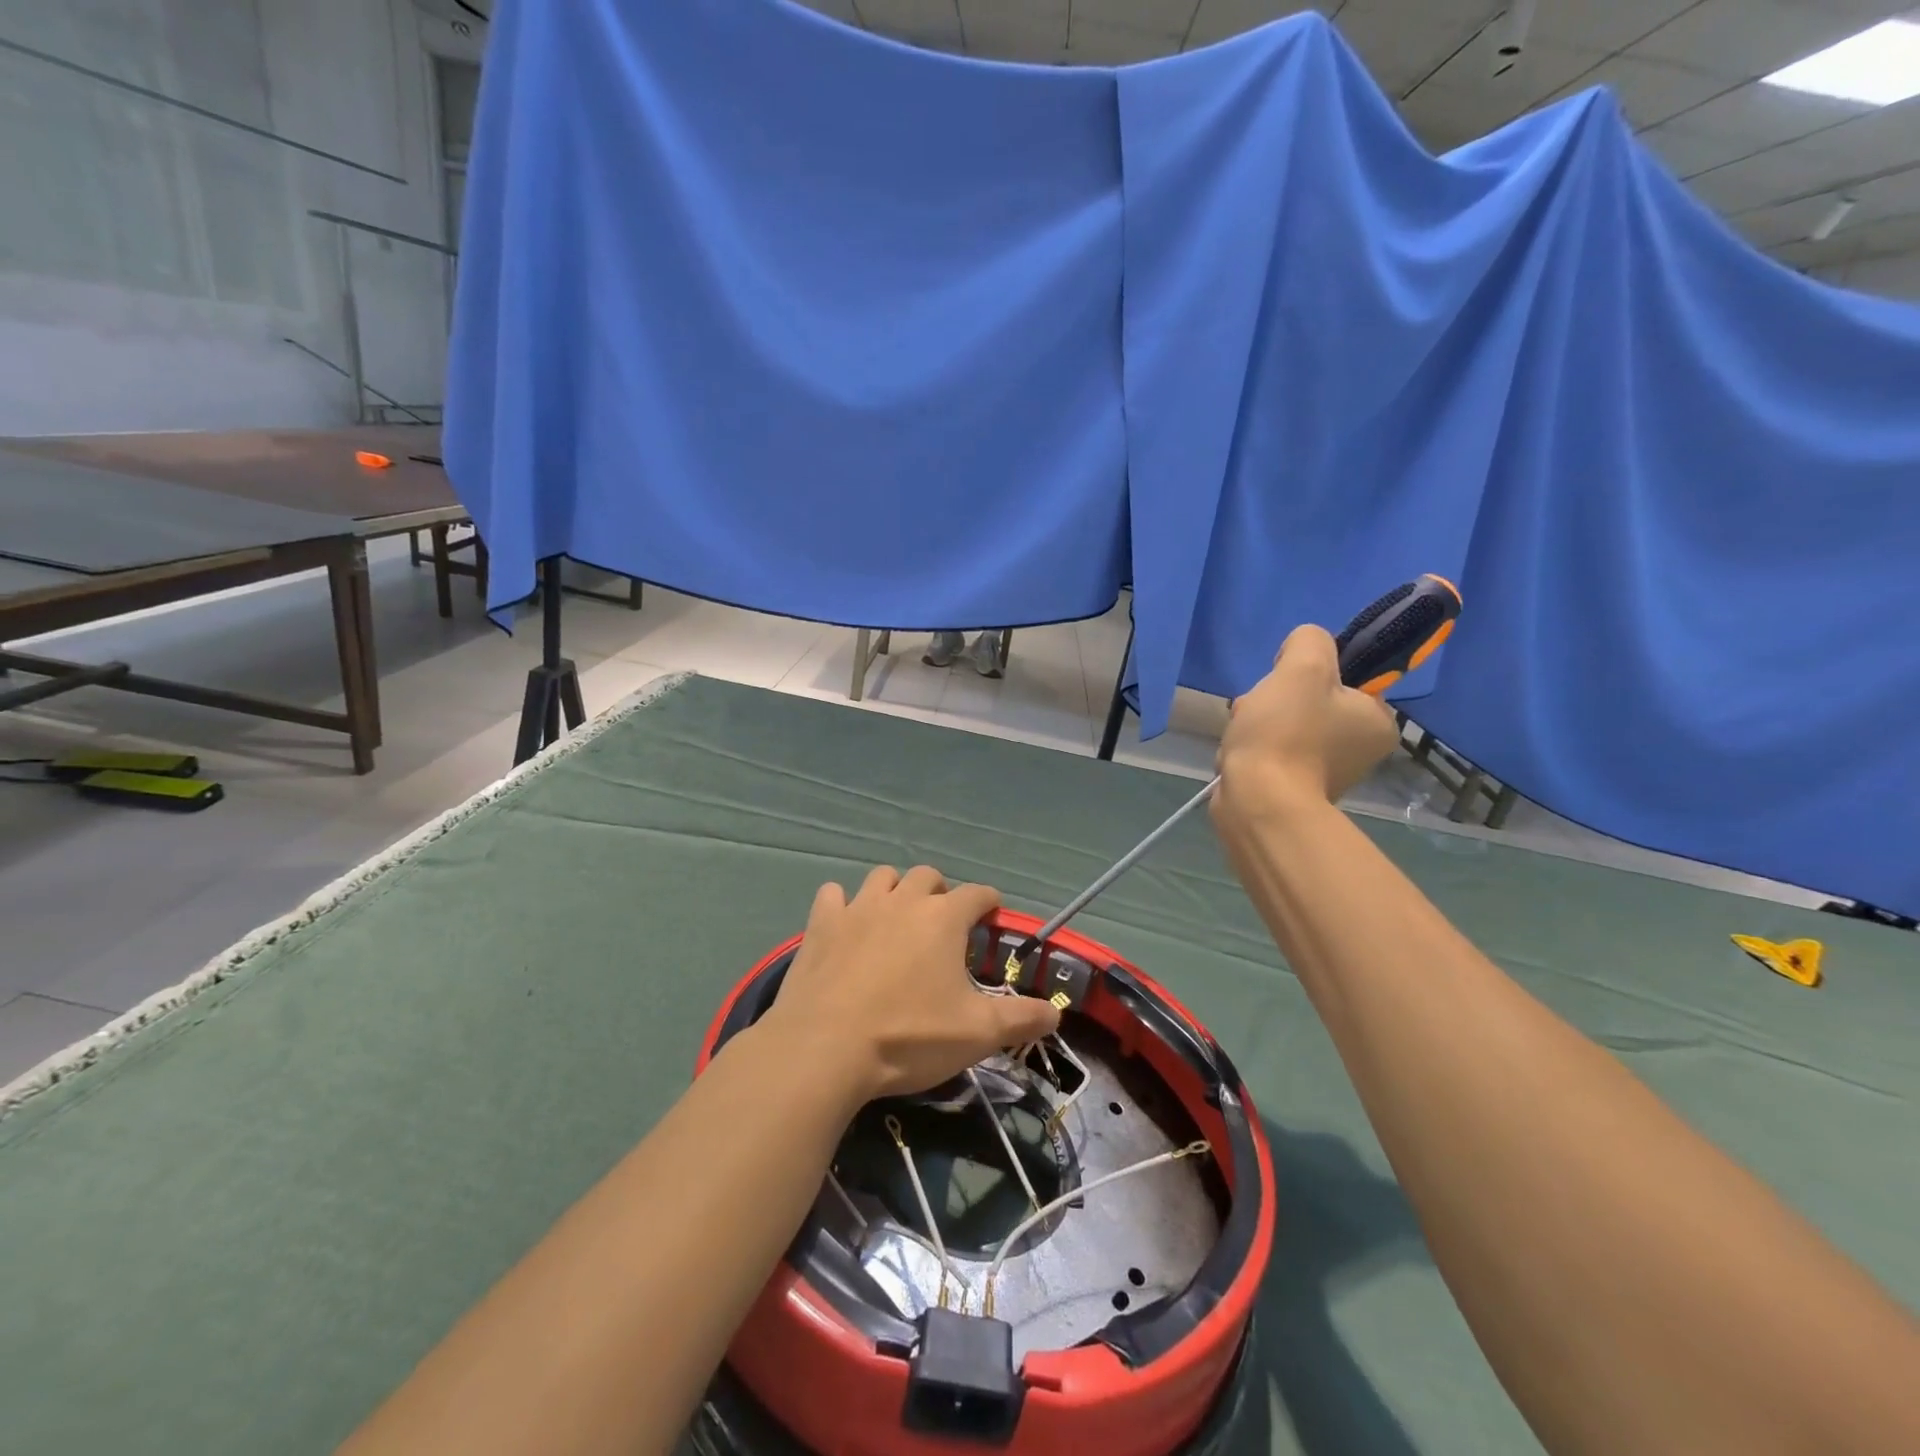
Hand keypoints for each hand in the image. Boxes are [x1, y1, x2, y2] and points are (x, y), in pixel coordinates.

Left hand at [756, 866, 1060, 1105]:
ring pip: (882, 877)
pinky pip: (834, 895)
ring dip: (895, 890)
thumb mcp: (977, 1034)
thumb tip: (1056, 1013)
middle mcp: (903, 900)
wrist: (825, 1049)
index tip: (991, 916)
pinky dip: (843, 904)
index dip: (988, 903)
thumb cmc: (909, 1037)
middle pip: (928, 876)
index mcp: (943, 919)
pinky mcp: (821, 924)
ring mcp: (858, 908)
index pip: (977, 894)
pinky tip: (846, 925)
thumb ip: (1020, 1019)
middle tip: (943, 923)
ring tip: (897, 919)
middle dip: (940, 892)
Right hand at [1214, 624, 1399, 825]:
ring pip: (1285, 725)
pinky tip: (1238, 753)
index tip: (1285, 684)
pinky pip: (1272, 752)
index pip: (1344, 678)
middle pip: (1309, 701)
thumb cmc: (1286, 733)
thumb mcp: (1303, 667)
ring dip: (1257, 722)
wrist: (1257, 802)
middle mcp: (1360, 749)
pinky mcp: (1294, 788)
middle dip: (1274, 699)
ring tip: (1243, 733)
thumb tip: (1299, 652)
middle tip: (1258, 709)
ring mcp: (1326, 772)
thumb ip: (1310, 640)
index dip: (1307, 673)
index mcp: (1377, 721)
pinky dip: (1252, 748)